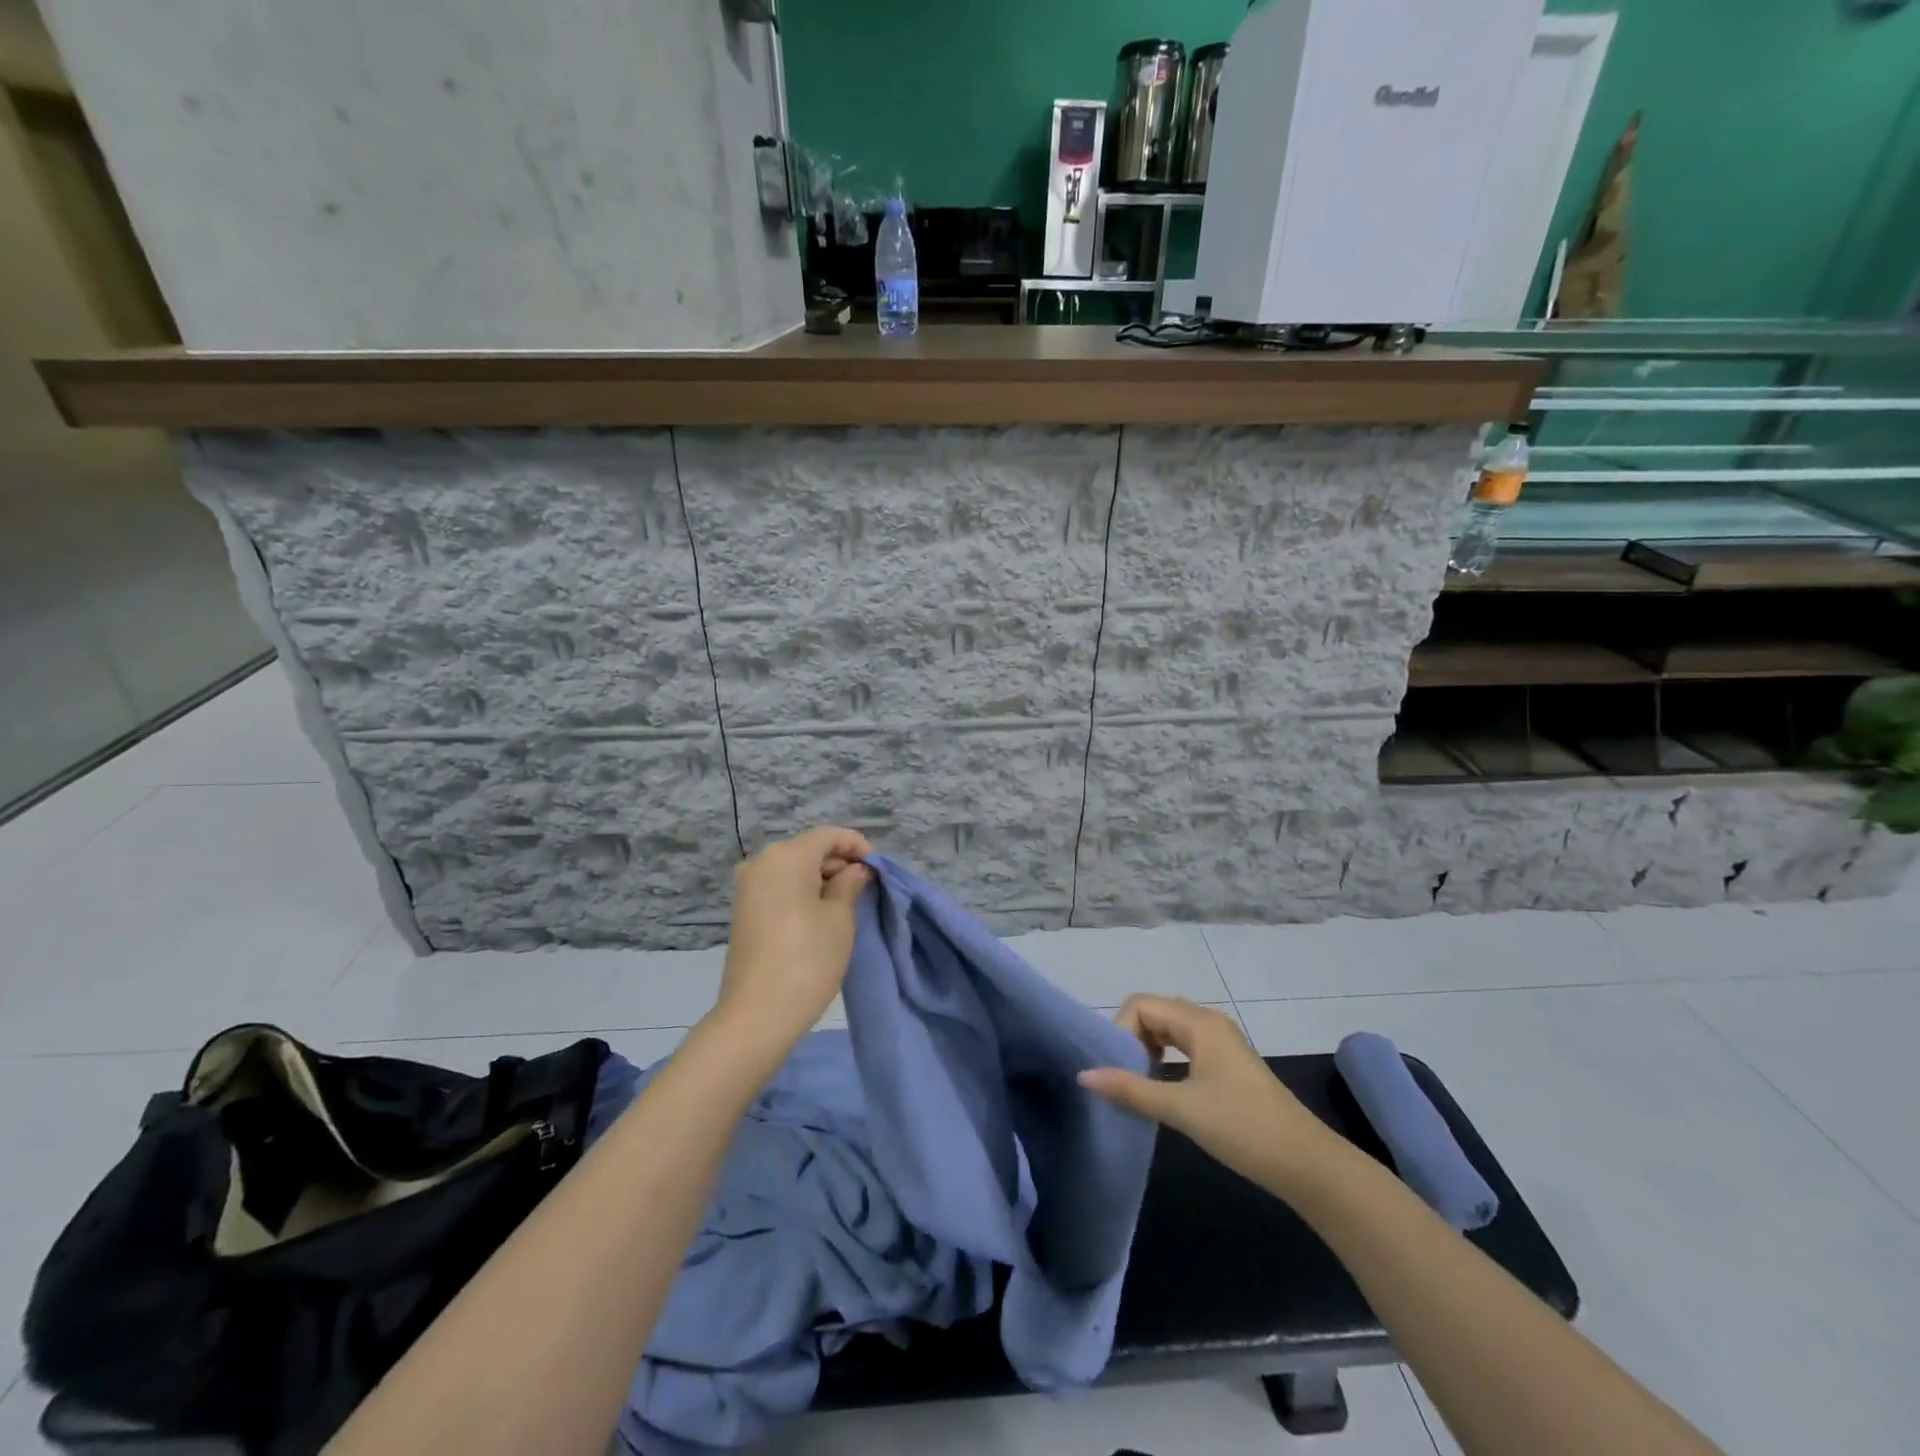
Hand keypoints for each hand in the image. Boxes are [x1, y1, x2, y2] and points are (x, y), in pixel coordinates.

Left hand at [708, 827, 872, 1062]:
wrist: (757, 1015)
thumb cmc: (807, 959)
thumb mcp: (840, 918)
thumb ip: (849, 884)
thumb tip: (854, 870)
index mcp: (786, 856)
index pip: (829, 835)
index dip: (857, 846)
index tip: (877, 869)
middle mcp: (761, 863)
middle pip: (808, 849)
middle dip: (838, 863)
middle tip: (866, 888)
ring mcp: (748, 887)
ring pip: (793, 869)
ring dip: (821, 879)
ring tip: (847, 903)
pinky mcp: (743, 911)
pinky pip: (779, 888)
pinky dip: (801, 893)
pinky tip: (820, 916)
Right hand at [1079, 995, 1337, 1189]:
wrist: (1305, 1163)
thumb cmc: (1242, 1128)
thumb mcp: (1181, 1108)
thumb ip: (1131, 1089)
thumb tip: (1084, 1075)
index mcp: (1199, 1023)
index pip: (1141, 1005)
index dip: (1121, 1030)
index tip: (1117, 1069)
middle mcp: (1209, 1022)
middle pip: (1154, 1011)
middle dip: (1131, 1037)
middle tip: (1122, 1076)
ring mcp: (1221, 1043)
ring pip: (1169, 1029)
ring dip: (1147, 1048)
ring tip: (1137, 1082)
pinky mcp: (1227, 1064)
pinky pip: (1184, 1045)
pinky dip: (1165, 1058)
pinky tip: (1162, 1087)